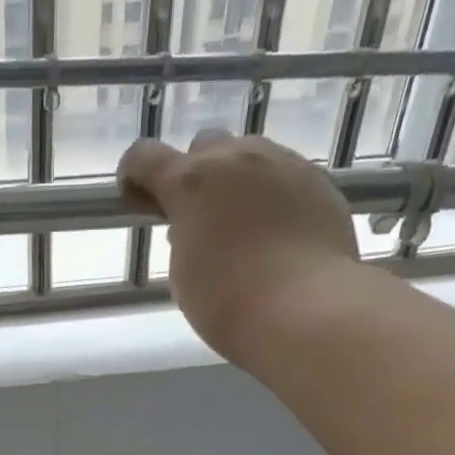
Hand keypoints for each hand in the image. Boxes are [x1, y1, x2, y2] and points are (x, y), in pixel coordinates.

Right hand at [118, 131, 364, 362]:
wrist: (304, 309)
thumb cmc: (228, 302)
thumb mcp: (184, 271)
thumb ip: (182, 235)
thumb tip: (193, 224)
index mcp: (191, 182)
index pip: (144, 156)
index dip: (135, 175)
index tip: (139, 200)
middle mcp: (236, 158)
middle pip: (205, 146)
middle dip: (197, 174)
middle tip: (200, 217)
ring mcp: (283, 164)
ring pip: (251, 155)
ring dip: (238, 180)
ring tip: (244, 224)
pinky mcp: (319, 181)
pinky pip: (286, 176)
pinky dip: (274, 195)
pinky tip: (279, 232)